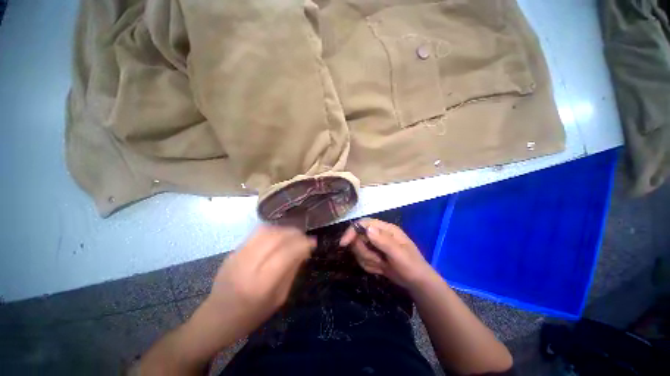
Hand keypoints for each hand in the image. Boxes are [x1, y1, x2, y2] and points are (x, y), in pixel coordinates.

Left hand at [205, 225, 315, 335]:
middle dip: (295, 233)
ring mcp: (237, 256)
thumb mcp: (278, 299)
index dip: (302, 244)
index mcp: (261, 285)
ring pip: (266, 231)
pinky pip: (256, 233)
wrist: (215, 318)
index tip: (313, 242)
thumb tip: (304, 250)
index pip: (286, 254)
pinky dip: (273, 230)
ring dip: (284, 229)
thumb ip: (291, 272)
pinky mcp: (233, 251)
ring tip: (293, 234)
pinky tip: (279, 236)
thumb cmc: (251, 316)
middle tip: (304, 237)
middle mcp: (247, 266)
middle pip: (275, 238)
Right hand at [340, 219, 434, 289]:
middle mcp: (379, 234)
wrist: (416, 283)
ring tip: (382, 265)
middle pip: (358, 237)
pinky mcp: (373, 254)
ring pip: (359, 249)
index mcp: (386, 229)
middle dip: (364, 251)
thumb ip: (383, 241)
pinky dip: (369, 266)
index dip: (352, 231)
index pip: (363, 223)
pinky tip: (381, 269)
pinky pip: (362, 259)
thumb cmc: (411, 266)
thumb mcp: (399, 254)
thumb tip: (367, 228)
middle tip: (376, 260)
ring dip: (368, 260)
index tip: (344, 243)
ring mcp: (375, 244)